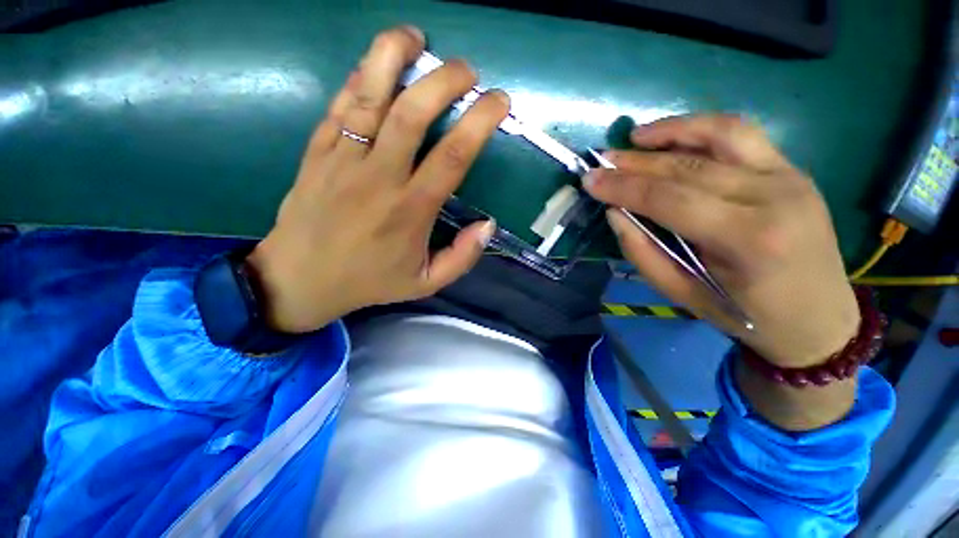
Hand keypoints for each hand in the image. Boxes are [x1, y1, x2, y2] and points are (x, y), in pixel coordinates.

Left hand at [245, 26, 508, 332]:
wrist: (302, 279)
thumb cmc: (370, 281)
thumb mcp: (427, 283)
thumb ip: (462, 257)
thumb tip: (487, 225)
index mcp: (410, 210)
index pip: (453, 156)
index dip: (480, 122)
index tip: (499, 101)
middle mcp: (379, 177)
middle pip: (413, 113)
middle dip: (445, 80)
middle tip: (467, 71)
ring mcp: (343, 159)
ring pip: (369, 95)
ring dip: (392, 57)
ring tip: (414, 38)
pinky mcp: (317, 152)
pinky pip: (340, 105)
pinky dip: (360, 78)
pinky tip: (376, 64)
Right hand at [585, 114, 859, 367]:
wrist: (819, 317)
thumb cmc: (745, 314)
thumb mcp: (682, 294)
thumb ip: (643, 252)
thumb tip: (615, 213)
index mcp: (746, 239)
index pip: (669, 199)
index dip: (623, 187)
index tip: (590, 180)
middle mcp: (772, 196)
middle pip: (689, 166)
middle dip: (636, 162)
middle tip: (602, 161)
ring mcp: (789, 176)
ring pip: (722, 133)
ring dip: (672, 130)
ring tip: (636, 136)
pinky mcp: (792, 170)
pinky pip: (742, 136)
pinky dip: (702, 129)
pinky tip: (673, 135)